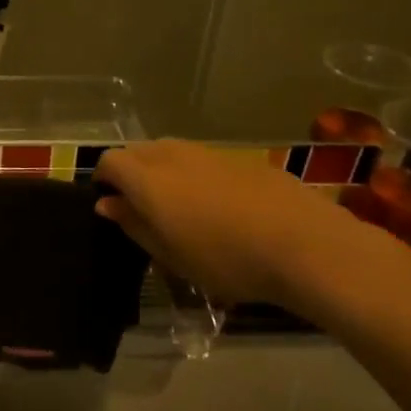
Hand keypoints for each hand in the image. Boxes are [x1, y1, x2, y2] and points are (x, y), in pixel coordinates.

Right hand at [95, 140, 369, 307]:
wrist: (306, 245)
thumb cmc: (226, 259)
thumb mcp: (170, 255)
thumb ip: (134, 224)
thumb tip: (107, 203)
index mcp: (148, 179)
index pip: (110, 161)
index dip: (104, 179)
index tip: (111, 202)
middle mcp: (173, 155)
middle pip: (138, 150)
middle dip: (131, 171)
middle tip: (142, 207)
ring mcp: (209, 153)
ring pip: (171, 151)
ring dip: (163, 170)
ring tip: (179, 206)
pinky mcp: (240, 158)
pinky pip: (203, 159)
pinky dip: (196, 174)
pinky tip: (218, 205)